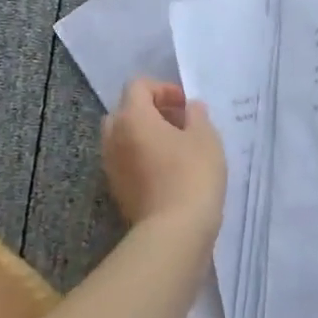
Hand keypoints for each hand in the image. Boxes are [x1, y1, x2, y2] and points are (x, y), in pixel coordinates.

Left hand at [101, 78, 225, 233]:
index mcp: (132, 117)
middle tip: (179, 123)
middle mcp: (113, 137)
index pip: (138, 86)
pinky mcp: (117, 190)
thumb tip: (190, 108)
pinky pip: (126, 161)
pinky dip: (142, 158)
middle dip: (151, 111)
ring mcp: (111, 166)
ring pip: (123, 138)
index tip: (186, 106)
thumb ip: (197, 115)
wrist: (174, 232)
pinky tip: (169, 171)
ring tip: (176, 148)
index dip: (163, 89)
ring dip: (146, 135)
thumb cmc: (192, 175)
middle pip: (126, 110)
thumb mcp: (206, 137)